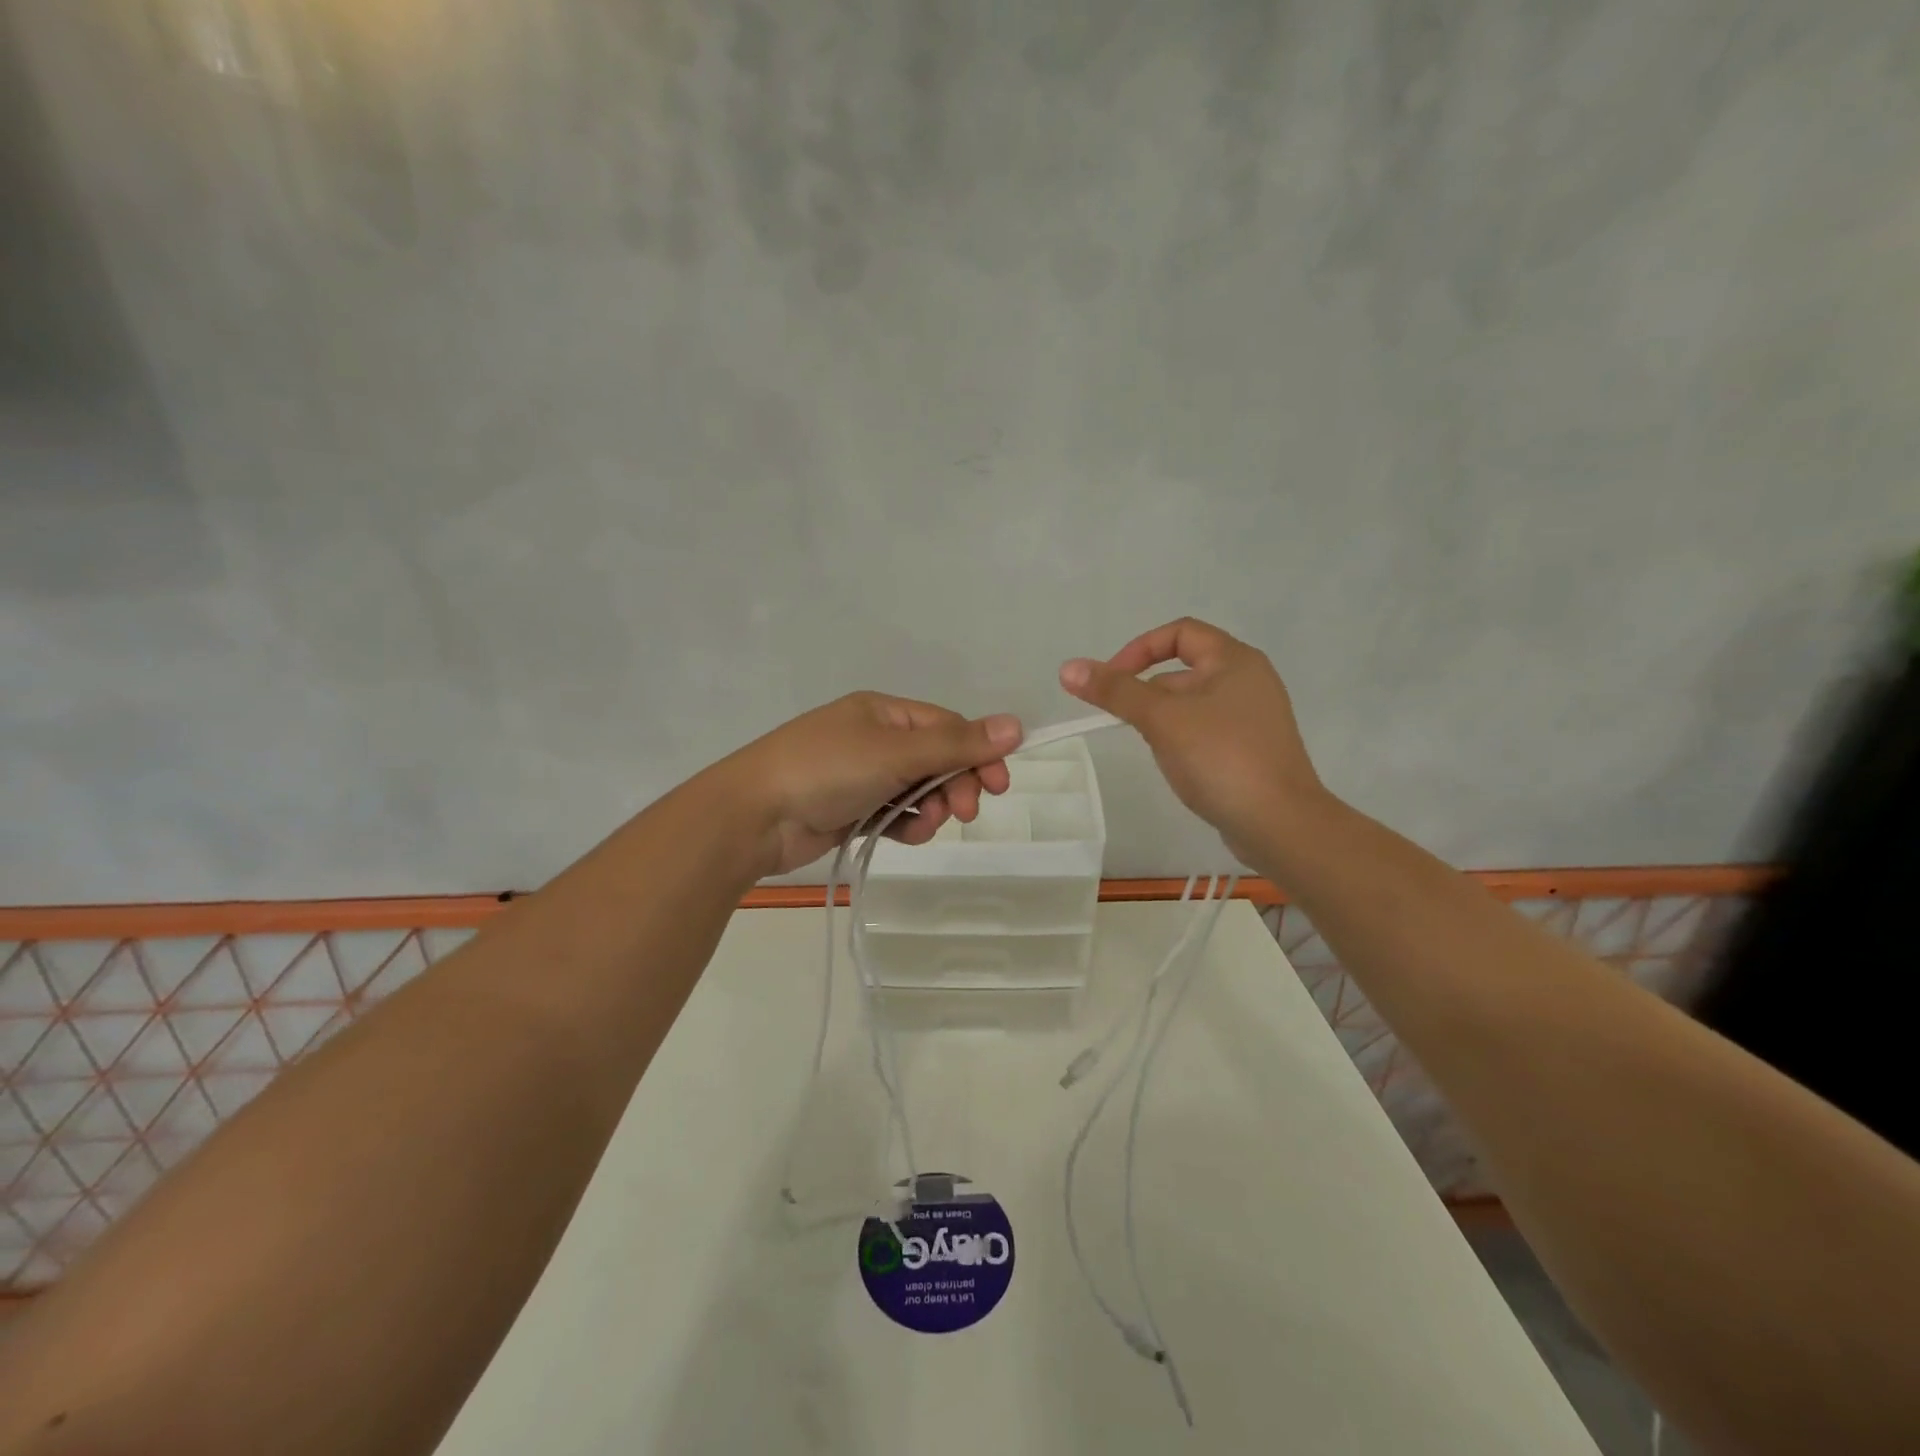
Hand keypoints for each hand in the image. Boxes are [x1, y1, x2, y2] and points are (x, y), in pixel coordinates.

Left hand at [724, 693, 1021, 875]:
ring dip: (930, 809)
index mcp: (883, 713)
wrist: (754, 817)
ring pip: (918, 791)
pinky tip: (905, 835)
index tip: (999, 785)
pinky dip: (906, 824)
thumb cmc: (826, 770)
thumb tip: (1016, 725)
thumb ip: (957, 744)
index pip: (947, 727)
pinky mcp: (851, 809)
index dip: (977, 753)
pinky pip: (894, 814)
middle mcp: (874, 739)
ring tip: (923, 825)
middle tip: (964, 813)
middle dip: (954, 785)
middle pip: (936, 759)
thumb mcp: (896, 752)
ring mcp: (861, 776)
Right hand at [1059, 618, 1325, 862]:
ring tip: (1156, 751)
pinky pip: (1206, 731)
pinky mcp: (1251, 749)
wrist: (1280, 824)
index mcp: (1234, 660)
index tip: (1110, 681)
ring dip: (1164, 720)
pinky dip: (1183, 740)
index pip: (1179, 633)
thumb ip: (1115, 692)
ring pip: (1191, 705)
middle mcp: (1248, 680)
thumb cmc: (1220, 758)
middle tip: (1128, 724)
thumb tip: (1068, 668)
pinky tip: (1178, 767)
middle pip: (1183, 671)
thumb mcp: (1162, 719)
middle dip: (1148, 693)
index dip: (1139, 650)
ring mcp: (1253, 717)